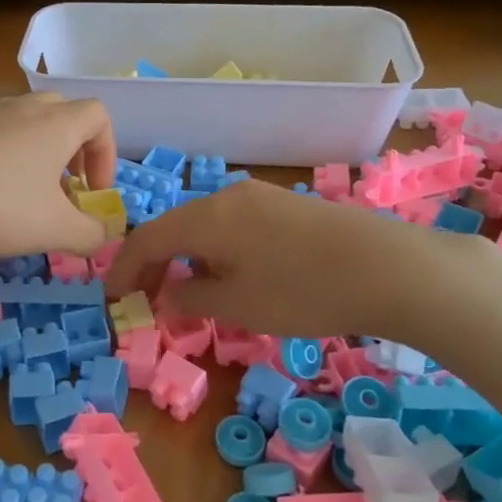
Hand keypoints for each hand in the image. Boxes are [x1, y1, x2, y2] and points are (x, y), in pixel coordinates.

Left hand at [0, 94, 118, 261]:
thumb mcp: (54, 231)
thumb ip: (90, 234)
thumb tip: (104, 234)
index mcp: (56, 124)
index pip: (98, 116)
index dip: (107, 152)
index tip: (93, 191)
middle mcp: (23, 109)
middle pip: (63, 113)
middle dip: (74, 150)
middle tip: (65, 188)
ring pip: (26, 123)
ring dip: (38, 154)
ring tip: (26, 196)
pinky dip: (4, 158)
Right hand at [105, 179, 501, 351]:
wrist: (388, 267)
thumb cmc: (302, 290)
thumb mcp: (238, 305)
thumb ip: (192, 297)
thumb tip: (170, 290)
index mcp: (207, 216)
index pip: (149, 237)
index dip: (126, 267)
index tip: (112, 295)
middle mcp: (228, 196)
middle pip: (176, 226)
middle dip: (157, 261)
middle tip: (147, 295)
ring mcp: (261, 197)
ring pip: (207, 225)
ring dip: (189, 256)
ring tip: (190, 291)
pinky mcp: (288, 207)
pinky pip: (235, 225)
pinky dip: (219, 250)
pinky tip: (234, 274)